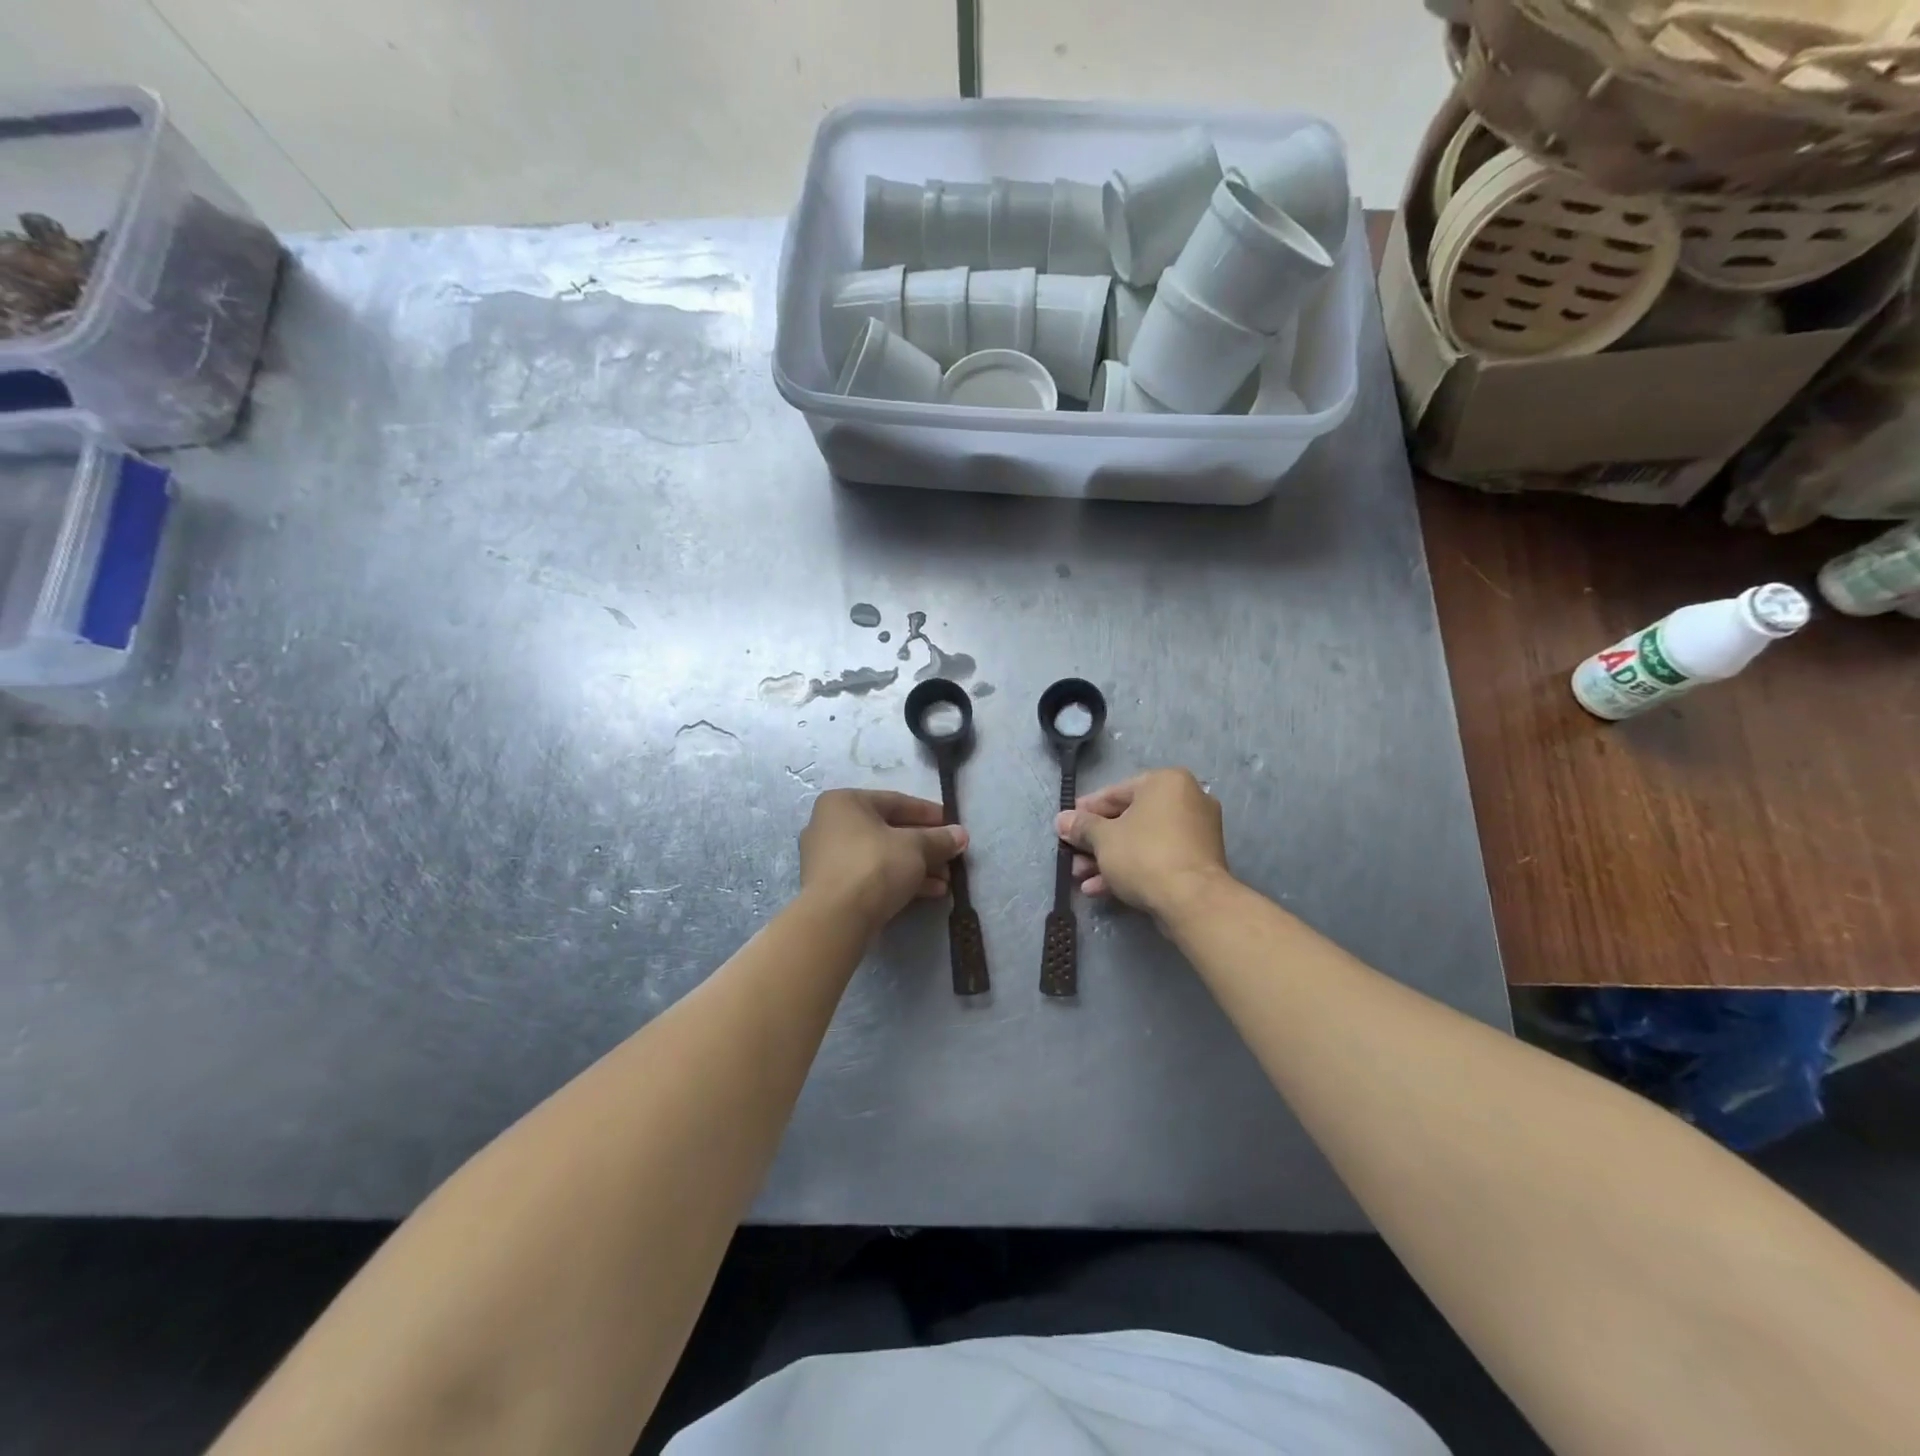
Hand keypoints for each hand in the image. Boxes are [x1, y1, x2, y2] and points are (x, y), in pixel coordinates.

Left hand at [800, 789, 968, 929]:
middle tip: (952, 855)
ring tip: (947, 879)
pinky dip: (900, 880)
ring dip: (917, 866)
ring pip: (882, 856)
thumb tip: (960, 835)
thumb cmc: (874, 865)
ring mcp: (829, 859)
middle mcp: (830, 826)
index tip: (952, 824)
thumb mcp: (915, 847)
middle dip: (925, 845)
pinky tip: (932, 892)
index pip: (895, 801)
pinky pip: (872, 877)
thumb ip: (939, 839)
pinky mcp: (833, 889)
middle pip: (889, 831)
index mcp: (844, 803)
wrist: (837, 918)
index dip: (928, 813)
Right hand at [1056, 768, 1230, 919]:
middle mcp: (1187, 800)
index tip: (1066, 826)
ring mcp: (1196, 832)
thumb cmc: (1144, 855)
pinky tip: (1101, 889)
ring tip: (1081, 878)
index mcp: (1166, 782)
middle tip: (1072, 856)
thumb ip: (1081, 826)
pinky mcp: (1199, 861)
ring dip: (1108, 859)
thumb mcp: (1103, 838)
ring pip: (1142, 842)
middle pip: (1129, 819)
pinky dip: (1131, 869)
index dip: (1086, 811)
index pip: (1116, 792)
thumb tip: (1062, 820)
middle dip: (1096, 842)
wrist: (1192, 901)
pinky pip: (1158, 857)